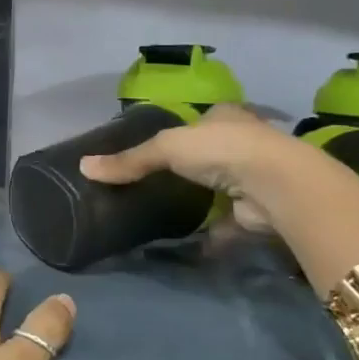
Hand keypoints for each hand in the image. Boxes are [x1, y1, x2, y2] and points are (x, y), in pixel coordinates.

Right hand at [78, 103, 287, 229]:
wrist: (274, 185)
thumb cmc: (220, 149)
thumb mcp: (165, 147)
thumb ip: (129, 160)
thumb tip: (84, 167)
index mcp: (224, 116)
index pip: (199, 120)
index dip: (179, 131)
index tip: (155, 149)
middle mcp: (243, 142)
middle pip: (209, 154)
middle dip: (189, 168)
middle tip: (154, 183)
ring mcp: (253, 178)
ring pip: (218, 188)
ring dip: (200, 201)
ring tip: (166, 212)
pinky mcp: (255, 211)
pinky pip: (226, 223)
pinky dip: (210, 234)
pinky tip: (188, 243)